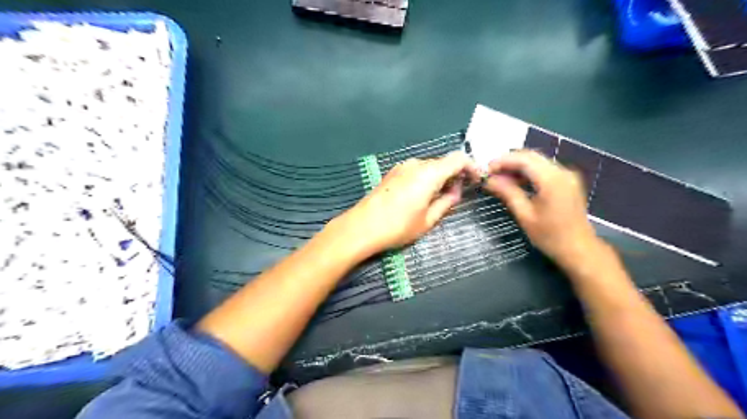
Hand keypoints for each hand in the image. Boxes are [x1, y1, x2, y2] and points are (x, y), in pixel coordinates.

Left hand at [331, 150, 477, 254]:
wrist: (362, 227)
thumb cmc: (398, 226)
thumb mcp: (428, 220)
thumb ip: (447, 202)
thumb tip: (456, 191)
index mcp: (429, 173)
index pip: (458, 159)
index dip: (471, 167)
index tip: (476, 180)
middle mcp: (416, 164)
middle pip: (443, 162)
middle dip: (454, 175)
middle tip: (458, 195)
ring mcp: (401, 167)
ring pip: (429, 167)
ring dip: (439, 177)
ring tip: (439, 198)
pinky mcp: (392, 173)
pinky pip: (416, 171)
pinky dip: (425, 179)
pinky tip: (422, 196)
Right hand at [484, 150, 598, 267]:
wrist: (580, 250)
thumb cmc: (550, 236)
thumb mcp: (525, 215)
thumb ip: (507, 193)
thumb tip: (489, 180)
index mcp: (551, 179)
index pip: (523, 159)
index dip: (502, 161)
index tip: (486, 170)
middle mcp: (561, 171)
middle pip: (531, 156)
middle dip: (509, 162)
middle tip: (491, 174)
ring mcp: (567, 175)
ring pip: (537, 161)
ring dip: (517, 167)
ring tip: (500, 179)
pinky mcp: (567, 181)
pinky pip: (544, 169)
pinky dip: (528, 172)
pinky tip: (516, 183)